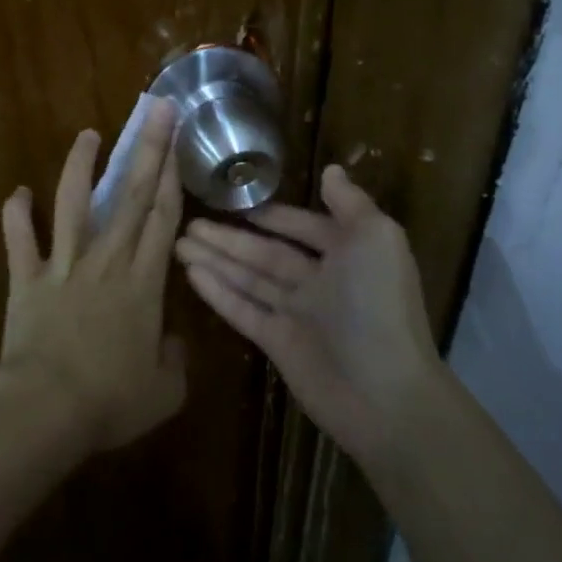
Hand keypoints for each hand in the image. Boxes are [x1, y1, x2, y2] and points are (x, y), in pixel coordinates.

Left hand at [0, 98, 187, 452]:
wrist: (46, 410)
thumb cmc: (110, 402)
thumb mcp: (164, 392)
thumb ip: (176, 361)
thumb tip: (173, 342)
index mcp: (143, 283)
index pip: (162, 219)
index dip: (172, 178)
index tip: (177, 142)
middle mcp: (106, 262)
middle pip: (130, 197)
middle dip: (146, 150)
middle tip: (155, 111)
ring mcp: (63, 266)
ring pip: (73, 204)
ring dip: (81, 166)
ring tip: (88, 134)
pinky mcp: (26, 279)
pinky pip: (19, 240)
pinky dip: (15, 214)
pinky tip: (17, 191)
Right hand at [176, 164, 437, 464]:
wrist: (384, 392)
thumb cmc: (379, 305)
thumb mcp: (376, 238)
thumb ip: (350, 203)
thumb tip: (332, 169)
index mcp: (346, 254)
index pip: (302, 227)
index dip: (272, 215)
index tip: (235, 202)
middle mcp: (319, 281)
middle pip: (265, 253)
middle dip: (229, 237)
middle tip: (188, 222)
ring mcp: (296, 314)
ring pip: (248, 278)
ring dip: (215, 260)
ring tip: (178, 242)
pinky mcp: (276, 343)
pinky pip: (242, 310)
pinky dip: (217, 292)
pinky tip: (190, 274)